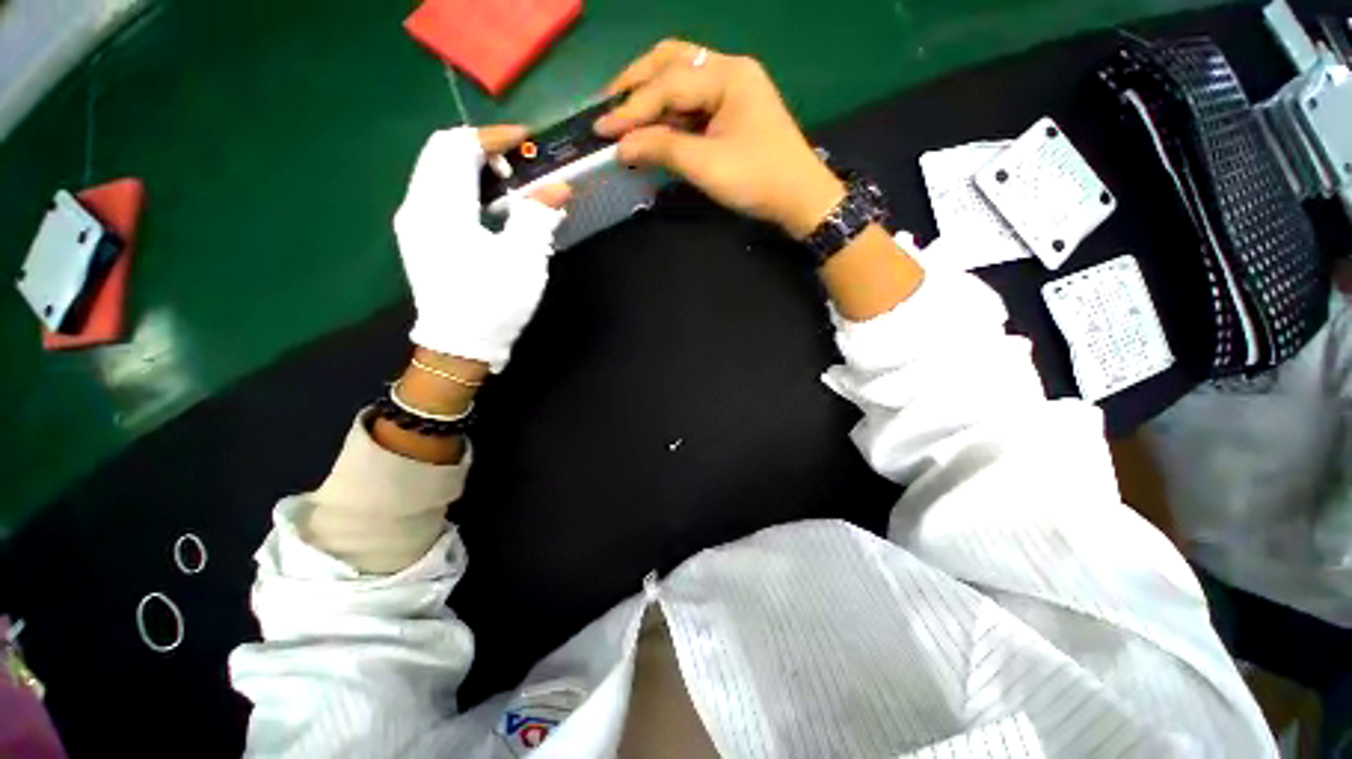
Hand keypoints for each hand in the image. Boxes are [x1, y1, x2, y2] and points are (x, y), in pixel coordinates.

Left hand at [393, 126, 569, 371]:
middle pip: (441, 152)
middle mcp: (417, 206)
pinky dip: (464, 186)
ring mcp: (414, 222)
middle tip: (519, 165)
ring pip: (437, 171)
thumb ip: (537, 216)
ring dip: (473, 167)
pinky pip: (437, 192)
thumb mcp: (523, 261)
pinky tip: (490, 207)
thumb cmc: (493, 304)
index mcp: (440, 208)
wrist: (459, 346)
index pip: (457, 146)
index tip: (527, 141)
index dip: (493, 137)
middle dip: (482, 149)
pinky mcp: (419, 236)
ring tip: (510, 185)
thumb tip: (557, 187)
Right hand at [595, 40, 844, 238]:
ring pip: (681, 78)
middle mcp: (729, 70)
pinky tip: (653, 127)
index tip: (601, 129)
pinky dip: (669, 112)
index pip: (667, 83)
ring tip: (624, 116)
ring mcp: (733, 89)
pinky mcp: (733, 110)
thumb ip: (662, 149)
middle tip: (608, 108)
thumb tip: (621, 146)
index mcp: (727, 75)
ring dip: (651, 95)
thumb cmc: (757, 180)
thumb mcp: (707, 166)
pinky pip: (693, 102)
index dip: (632, 108)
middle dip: (636, 83)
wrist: (799, 199)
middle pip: (672, 61)